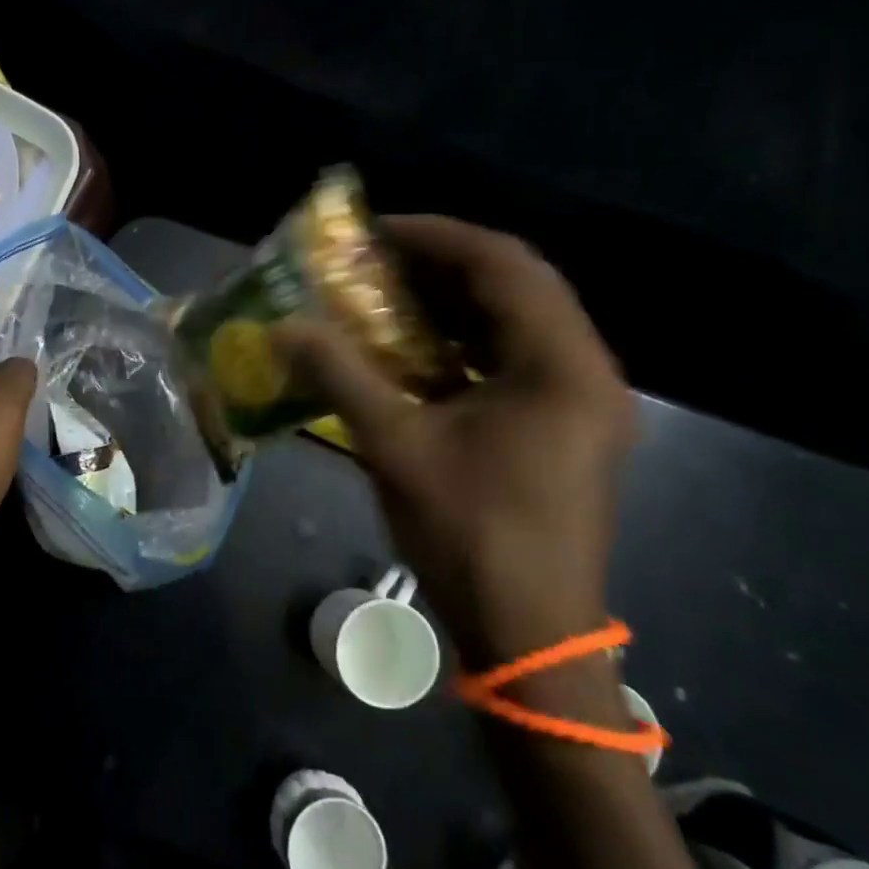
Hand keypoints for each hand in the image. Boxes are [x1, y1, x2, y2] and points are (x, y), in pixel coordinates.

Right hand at [278, 217, 636, 668]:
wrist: (531, 636)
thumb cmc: (470, 534)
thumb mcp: (395, 447)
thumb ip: (339, 376)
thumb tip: (283, 327)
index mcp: (561, 365)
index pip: (504, 265)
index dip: (436, 237)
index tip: (376, 232)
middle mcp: (585, 371)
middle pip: (517, 286)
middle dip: (443, 265)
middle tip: (378, 260)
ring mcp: (582, 402)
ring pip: (519, 323)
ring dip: (454, 303)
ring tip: (391, 296)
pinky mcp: (567, 428)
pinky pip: (516, 360)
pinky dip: (466, 343)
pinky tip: (417, 352)